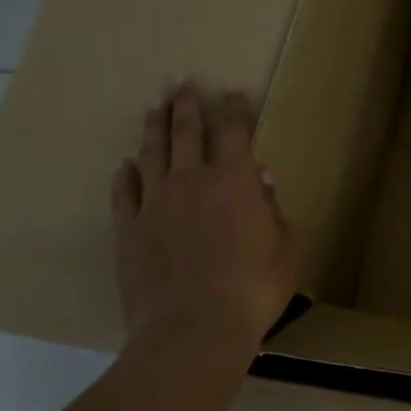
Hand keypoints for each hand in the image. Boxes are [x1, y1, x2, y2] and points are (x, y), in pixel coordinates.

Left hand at [110, 81, 298, 362]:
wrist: (193, 329)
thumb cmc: (254, 288)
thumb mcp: (285, 248)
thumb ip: (274, 209)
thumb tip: (262, 179)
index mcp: (235, 180)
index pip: (234, 130)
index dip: (236, 109)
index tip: (235, 94)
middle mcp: (191, 180)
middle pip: (186, 130)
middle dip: (186, 103)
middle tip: (182, 81)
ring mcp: (155, 203)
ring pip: (152, 152)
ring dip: (154, 125)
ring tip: (154, 105)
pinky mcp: (129, 229)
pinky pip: (125, 192)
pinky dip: (127, 174)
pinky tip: (127, 164)